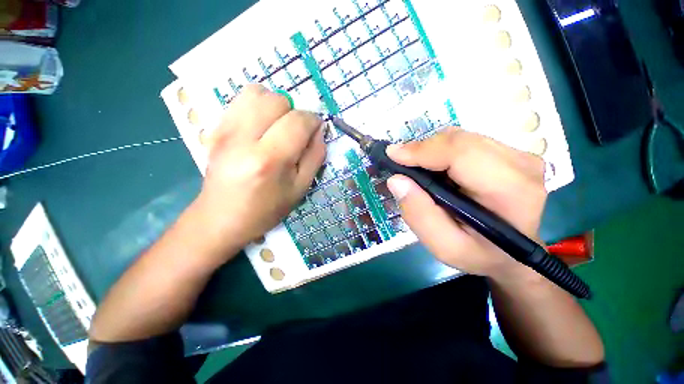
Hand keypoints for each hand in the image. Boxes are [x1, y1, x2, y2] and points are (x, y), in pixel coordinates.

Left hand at [193, 84, 325, 259]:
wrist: (221, 218)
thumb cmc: (266, 209)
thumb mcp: (300, 188)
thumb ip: (315, 157)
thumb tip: (319, 130)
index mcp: (269, 159)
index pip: (298, 121)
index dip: (313, 121)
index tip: (315, 130)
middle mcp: (243, 138)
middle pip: (277, 100)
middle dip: (294, 112)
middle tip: (294, 133)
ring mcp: (224, 130)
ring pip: (256, 92)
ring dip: (274, 105)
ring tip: (276, 126)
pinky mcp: (214, 128)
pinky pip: (240, 100)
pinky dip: (257, 106)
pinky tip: (259, 127)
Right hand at [385, 127, 546, 279]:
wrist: (511, 254)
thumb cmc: (479, 254)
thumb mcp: (444, 246)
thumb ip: (419, 215)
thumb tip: (397, 180)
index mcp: (511, 192)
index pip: (462, 154)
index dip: (423, 150)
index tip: (392, 155)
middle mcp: (522, 165)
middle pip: (459, 140)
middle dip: (423, 149)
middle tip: (401, 165)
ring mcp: (519, 155)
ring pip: (461, 137)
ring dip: (431, 150)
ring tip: (417, 170)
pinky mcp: (510, 153)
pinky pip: (466, 142)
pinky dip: (442, 151)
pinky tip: (436, 169)